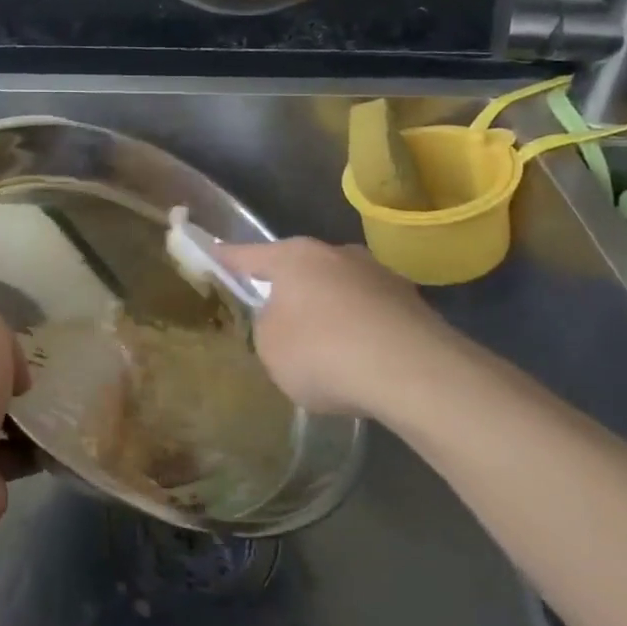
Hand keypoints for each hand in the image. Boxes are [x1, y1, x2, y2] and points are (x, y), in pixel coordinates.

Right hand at [220, 239, 479, 419]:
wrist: (413, 372)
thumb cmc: (322, 352)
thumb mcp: (270, 348)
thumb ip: (268, 328)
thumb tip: (285, 321)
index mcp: (294, 256)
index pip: (248, 255)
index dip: (227, 259)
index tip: (213, 256)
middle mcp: (336, 253)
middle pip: (300, 269)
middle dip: (288, 290)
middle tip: (277, 319)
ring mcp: (378, 274)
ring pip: (340, 290)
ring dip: (329, 310)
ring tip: (327, 350)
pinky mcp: (412, 302)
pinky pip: (371, 314)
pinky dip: (361, 330)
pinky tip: (361, 362)